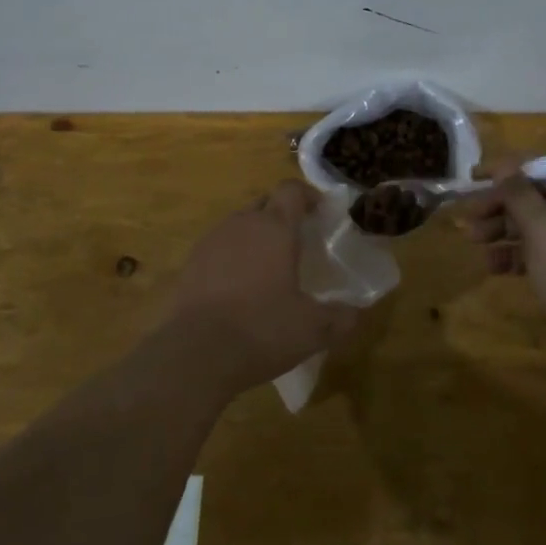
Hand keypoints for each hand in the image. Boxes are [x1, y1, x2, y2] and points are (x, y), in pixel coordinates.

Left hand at [164, 181, 357, 397]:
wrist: (195, 354)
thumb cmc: (262, 329)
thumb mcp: (313, 329)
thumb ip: (340, 317)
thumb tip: (355, 313)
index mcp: (275, 228)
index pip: (292, 190)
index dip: (308, 196)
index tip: (321, 212)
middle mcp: (242, 223)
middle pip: (265, 203)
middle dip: (282, 215)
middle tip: (298, 242)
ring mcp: (212, 241)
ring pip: (240, 224)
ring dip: (256, 236)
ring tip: (268, 267)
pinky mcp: (190, 263)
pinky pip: (219, 247)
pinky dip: (233, 257)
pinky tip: (239, 287)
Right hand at [456, 157, 545, 373]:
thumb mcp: (545, 232)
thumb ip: (520, 195)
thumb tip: (504, 165)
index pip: (542, 167)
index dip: (504, 171)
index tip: (472, 178)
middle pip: (539, 195)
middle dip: (501, 205)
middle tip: (469, 218)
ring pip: (540, 224)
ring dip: (505, 230)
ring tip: (473, 241)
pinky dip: (521, 254)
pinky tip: (493, 266)